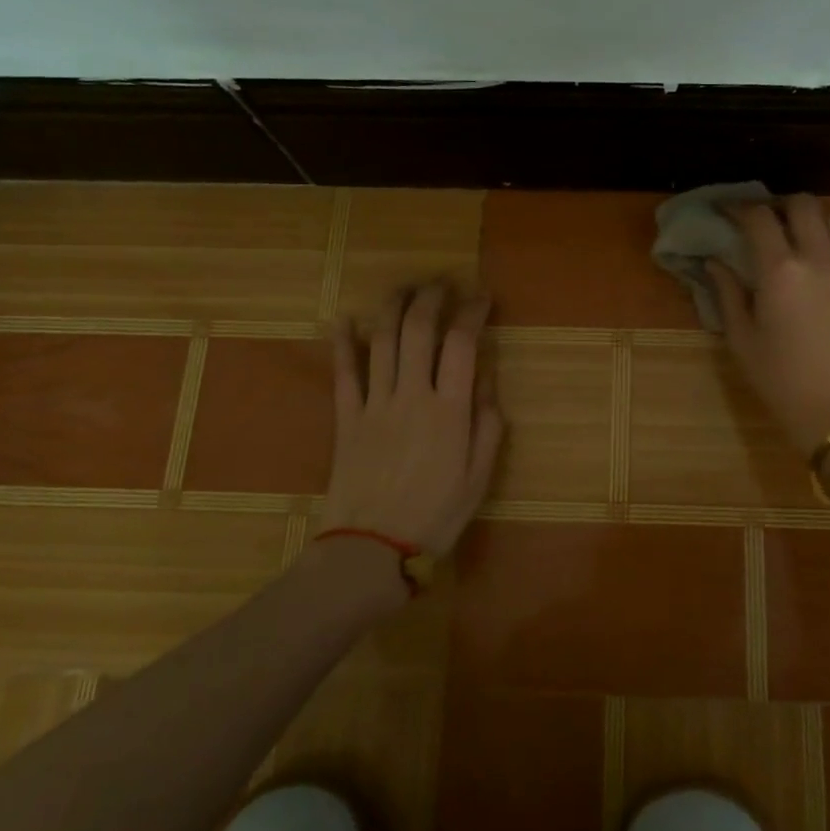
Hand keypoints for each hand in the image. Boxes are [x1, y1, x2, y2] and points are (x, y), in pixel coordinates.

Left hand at [323, 282, 504, 554]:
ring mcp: (374, 404)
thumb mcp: (479, 476)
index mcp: (449, 410)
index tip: (482, 296)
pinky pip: (343, 373)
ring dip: (393, 306)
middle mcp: (411, 395)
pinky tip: (344, 319)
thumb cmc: (435, 516)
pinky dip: (343, 343)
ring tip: (406, 287)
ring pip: (382, 341)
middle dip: (432, 297)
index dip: (473, 312)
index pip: (462, 343)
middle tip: (443, 281)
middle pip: (418, 329)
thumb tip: (486, 380)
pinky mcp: (346, 418)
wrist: (371, 548)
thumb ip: (487, 424)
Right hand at [708, 195, 829, 455]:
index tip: (722, 211)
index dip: (737, 207)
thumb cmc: (779, 377)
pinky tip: (810, 258)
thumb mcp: (741, 337)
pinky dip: (827, 236)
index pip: (758, 217)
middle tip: (758, 220)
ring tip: (790, 234)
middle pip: (802, 204)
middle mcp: (816, 258)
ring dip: (809, 216)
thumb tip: (714, 262)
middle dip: (776, 204)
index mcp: (780, 271)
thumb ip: (727, 292)